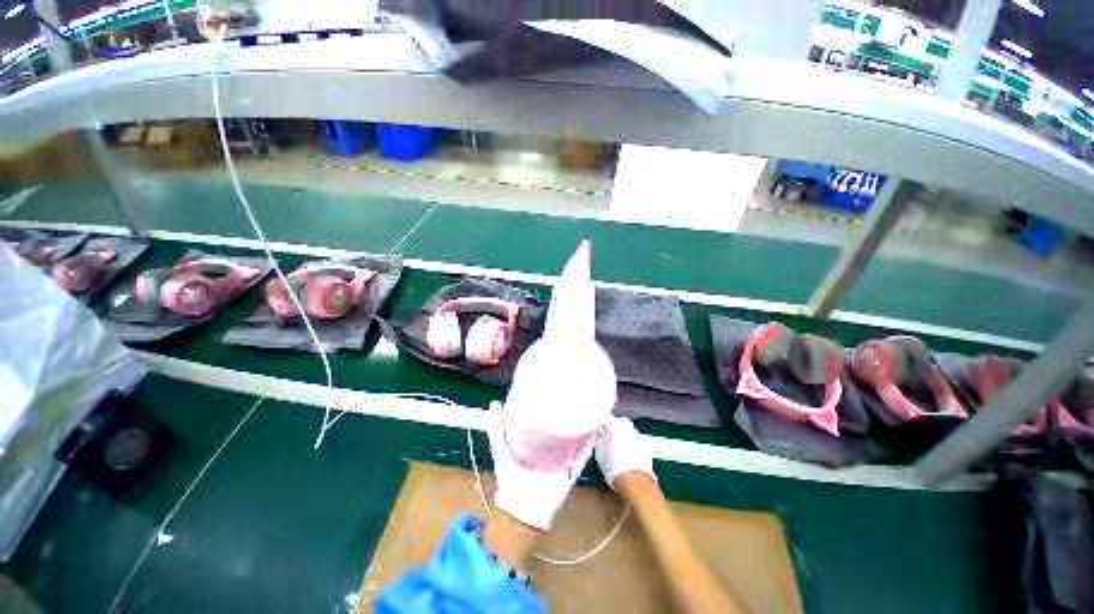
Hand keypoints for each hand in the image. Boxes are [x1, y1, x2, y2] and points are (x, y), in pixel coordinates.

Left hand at [487, 402, 593, 529]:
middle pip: (562, 424)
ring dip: (583, 423)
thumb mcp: (501, 449)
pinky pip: (584, 453)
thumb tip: (495, 402)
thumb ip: (497, 428)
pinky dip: (590, 442)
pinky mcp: (573, 468)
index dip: (549, 402)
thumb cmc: (511, 477)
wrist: (524, 510)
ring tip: (590, 405)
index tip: (553, 385)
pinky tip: (595, 429)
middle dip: (569, 410)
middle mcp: (552, 445)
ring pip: (576, 436)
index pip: (544, 417)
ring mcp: (564, 456)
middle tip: (575, 392)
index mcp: (535, 439)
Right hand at [595, 416, 655, 489]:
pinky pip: (636, 441)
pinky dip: (632, 444)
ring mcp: (638, 436)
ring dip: (624, 436)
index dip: (600, 426)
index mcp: (614, 425)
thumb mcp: (599, 452)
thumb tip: (600, 437)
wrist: (634, 480)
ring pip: (629, 431)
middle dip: (615, 428)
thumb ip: (599, 440)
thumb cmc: (612, 465)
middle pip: (619, 422)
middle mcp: (627, 427)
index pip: (605, 420)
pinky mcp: (646, 446)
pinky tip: (628, 454)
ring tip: (619, 447)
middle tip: (609, 438)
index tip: (598, 432)